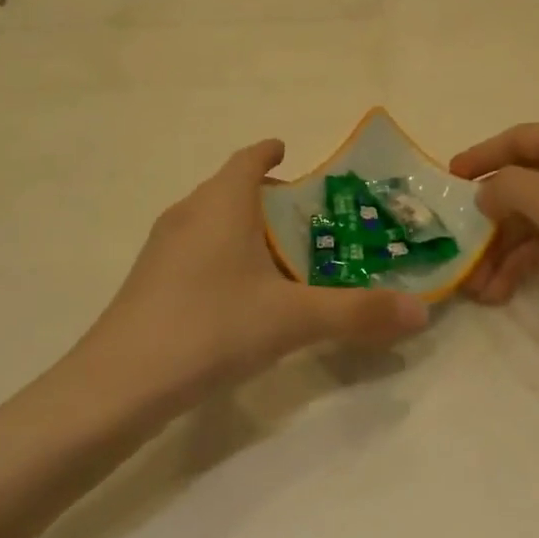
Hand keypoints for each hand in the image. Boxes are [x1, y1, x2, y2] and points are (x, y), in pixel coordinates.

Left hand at [82, 141, 429, 407]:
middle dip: (267, 196)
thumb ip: (358, 313)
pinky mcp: (148, 280)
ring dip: (243, 226)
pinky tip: (238, 294)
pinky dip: (222, 253)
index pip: (249, 158)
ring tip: (279, 256)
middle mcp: (189, 211)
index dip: (270, 151)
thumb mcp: (292, 320)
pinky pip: (195, 248)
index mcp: (222, 201)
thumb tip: (421, 312)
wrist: (117, 385)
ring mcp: (163, 246)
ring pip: (211, 219)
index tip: (292, 153)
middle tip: (307, 218)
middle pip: (232, 187)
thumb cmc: (210, 327)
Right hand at [451, 122, 538, 341]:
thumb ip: (511, 188)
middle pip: (525, 183)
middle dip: (490, 218)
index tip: (446, 181)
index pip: (518, 139)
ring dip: (505, 249)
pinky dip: (529, 263)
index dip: (481, 156)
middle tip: (458, 250)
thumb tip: (485, 192)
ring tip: (478, 288)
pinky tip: (504, 289)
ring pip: (538, 219)